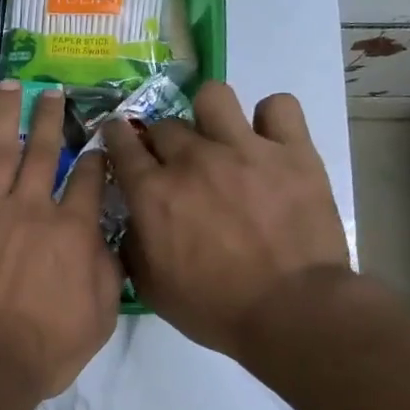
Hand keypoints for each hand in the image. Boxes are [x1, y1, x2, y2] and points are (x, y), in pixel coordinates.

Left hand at [0, 83, 121, 404]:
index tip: (99, 141)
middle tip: (53, 91)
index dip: (96, 157)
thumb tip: (108, 237)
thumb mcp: (100, 316)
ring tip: (8, 88)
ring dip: (4, 118)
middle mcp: (29, 209)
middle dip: (51, 117)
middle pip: (43, 151)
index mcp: (70, 229)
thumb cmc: (47, 347)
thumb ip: (107, 269)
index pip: (89, 179)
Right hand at [104, 82, 348, 356]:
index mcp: (153, 192)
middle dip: (162, 140)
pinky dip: (271, 119)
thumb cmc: (214, 307)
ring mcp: (244, 149)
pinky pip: (279, 106)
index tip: (120, 140)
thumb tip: (133, 219)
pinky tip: (268, 140)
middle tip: (176, 162)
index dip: (117, 136)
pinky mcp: (292, 152)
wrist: (292, 313)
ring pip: (214, 96)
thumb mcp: (150, 286)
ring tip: (220, 137)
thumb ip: (132, 244)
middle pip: (164, 124)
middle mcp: (192, 159)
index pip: (121, 142)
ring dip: (209, 114)